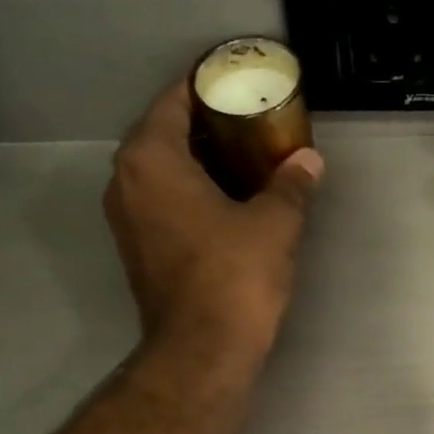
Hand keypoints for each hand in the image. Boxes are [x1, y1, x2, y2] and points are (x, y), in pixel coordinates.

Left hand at [105, 80, 323, 366]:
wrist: (202, 353)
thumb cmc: (234, 278)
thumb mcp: (274, 224)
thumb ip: (290, 185)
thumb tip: (308, 161)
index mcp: (151, 158)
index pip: (174, 99)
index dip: (207, 85)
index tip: (238, 81)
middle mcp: (126, 181)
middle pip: (163, 133)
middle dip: (206, 124)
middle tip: (250, 120)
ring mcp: (126, 220)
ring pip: (161, 171)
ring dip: (198, 161)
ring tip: (244, 157)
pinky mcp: (137, 251)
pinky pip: (162, 202)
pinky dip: (189, 192)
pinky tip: (227, 200)